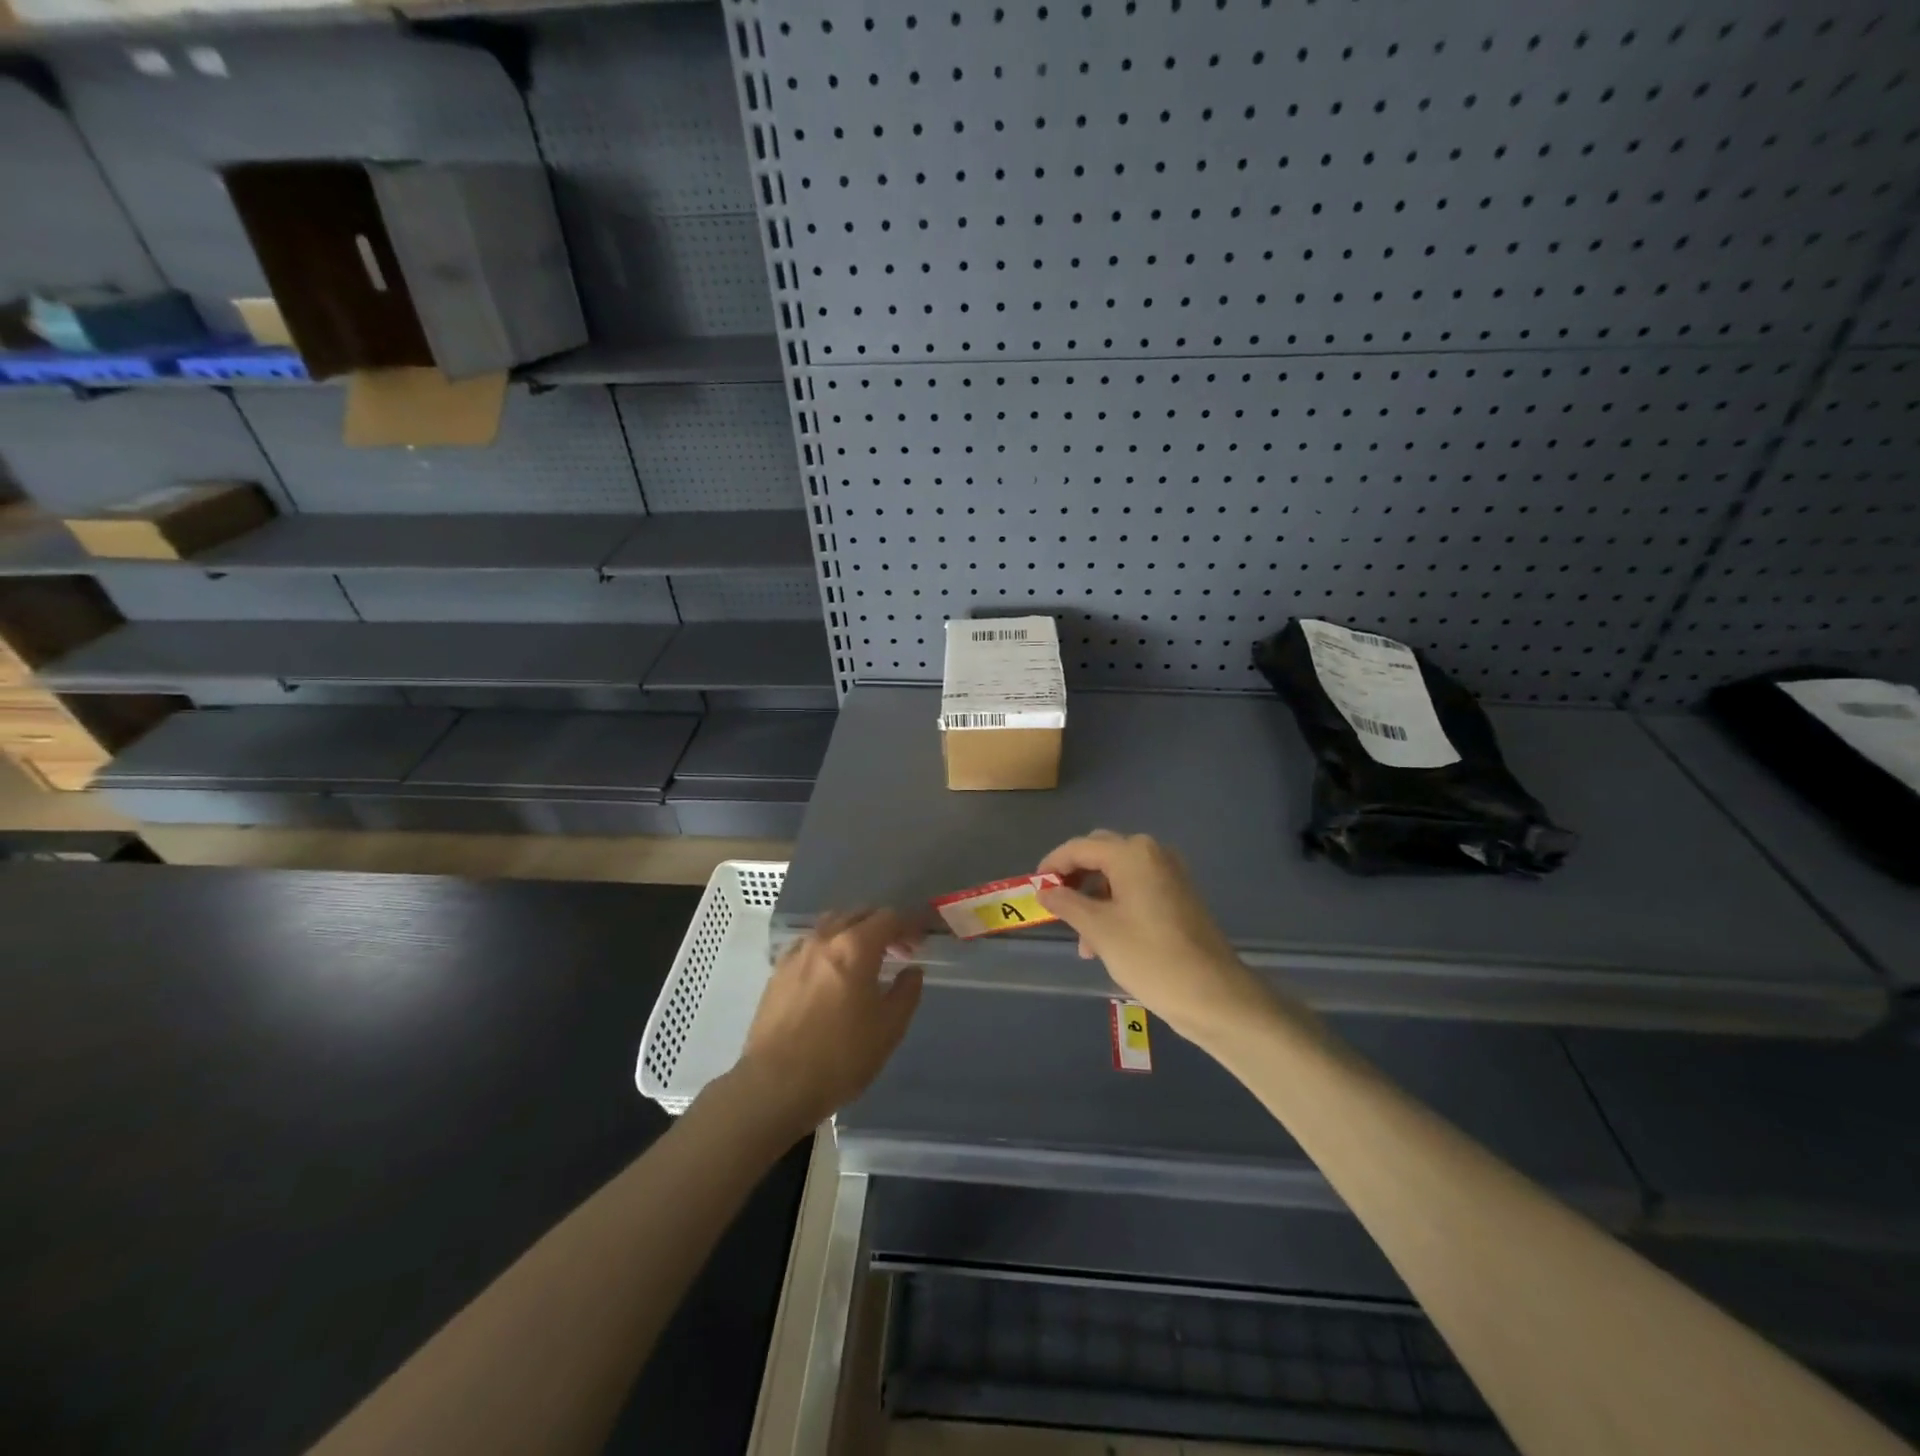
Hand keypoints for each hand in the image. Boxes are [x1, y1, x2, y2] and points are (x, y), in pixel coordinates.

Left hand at [733, 909, 924, 1135]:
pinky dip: (828, 946)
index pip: (889, 918)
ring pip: (831, 924)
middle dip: (883, 925)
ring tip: (865, 958)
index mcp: (855, 947)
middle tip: (899, 950)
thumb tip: (911, 971)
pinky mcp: (777, 971)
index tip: (921, 940)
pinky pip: (809, 943)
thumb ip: (906, 993)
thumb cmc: (840, 1057)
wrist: (775, 1085)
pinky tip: (831, 972)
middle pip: (858, 914)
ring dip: (854, 932)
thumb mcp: (888, 1029)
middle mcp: (824, 939)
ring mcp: (796, 953)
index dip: (909, 925)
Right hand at [1037, 831, 1267, 1043]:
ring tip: (1082, 940)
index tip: (1034, 888)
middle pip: (1100, 854)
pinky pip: (1136, 888)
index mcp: (1132, 854)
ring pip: (1117, 874)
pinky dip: (1115, 905)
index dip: (1052, 865)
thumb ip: (1066, 904)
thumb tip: (1045, 890)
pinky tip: (1106, 941)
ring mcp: (1169, 873)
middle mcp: (1152, 853)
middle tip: (1055, 905)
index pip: (1079, 847)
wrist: (1214, 994)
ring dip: (1094, 897)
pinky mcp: (1179, 895)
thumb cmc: (1150, 957)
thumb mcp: (1099, 930)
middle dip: (1074, 878)